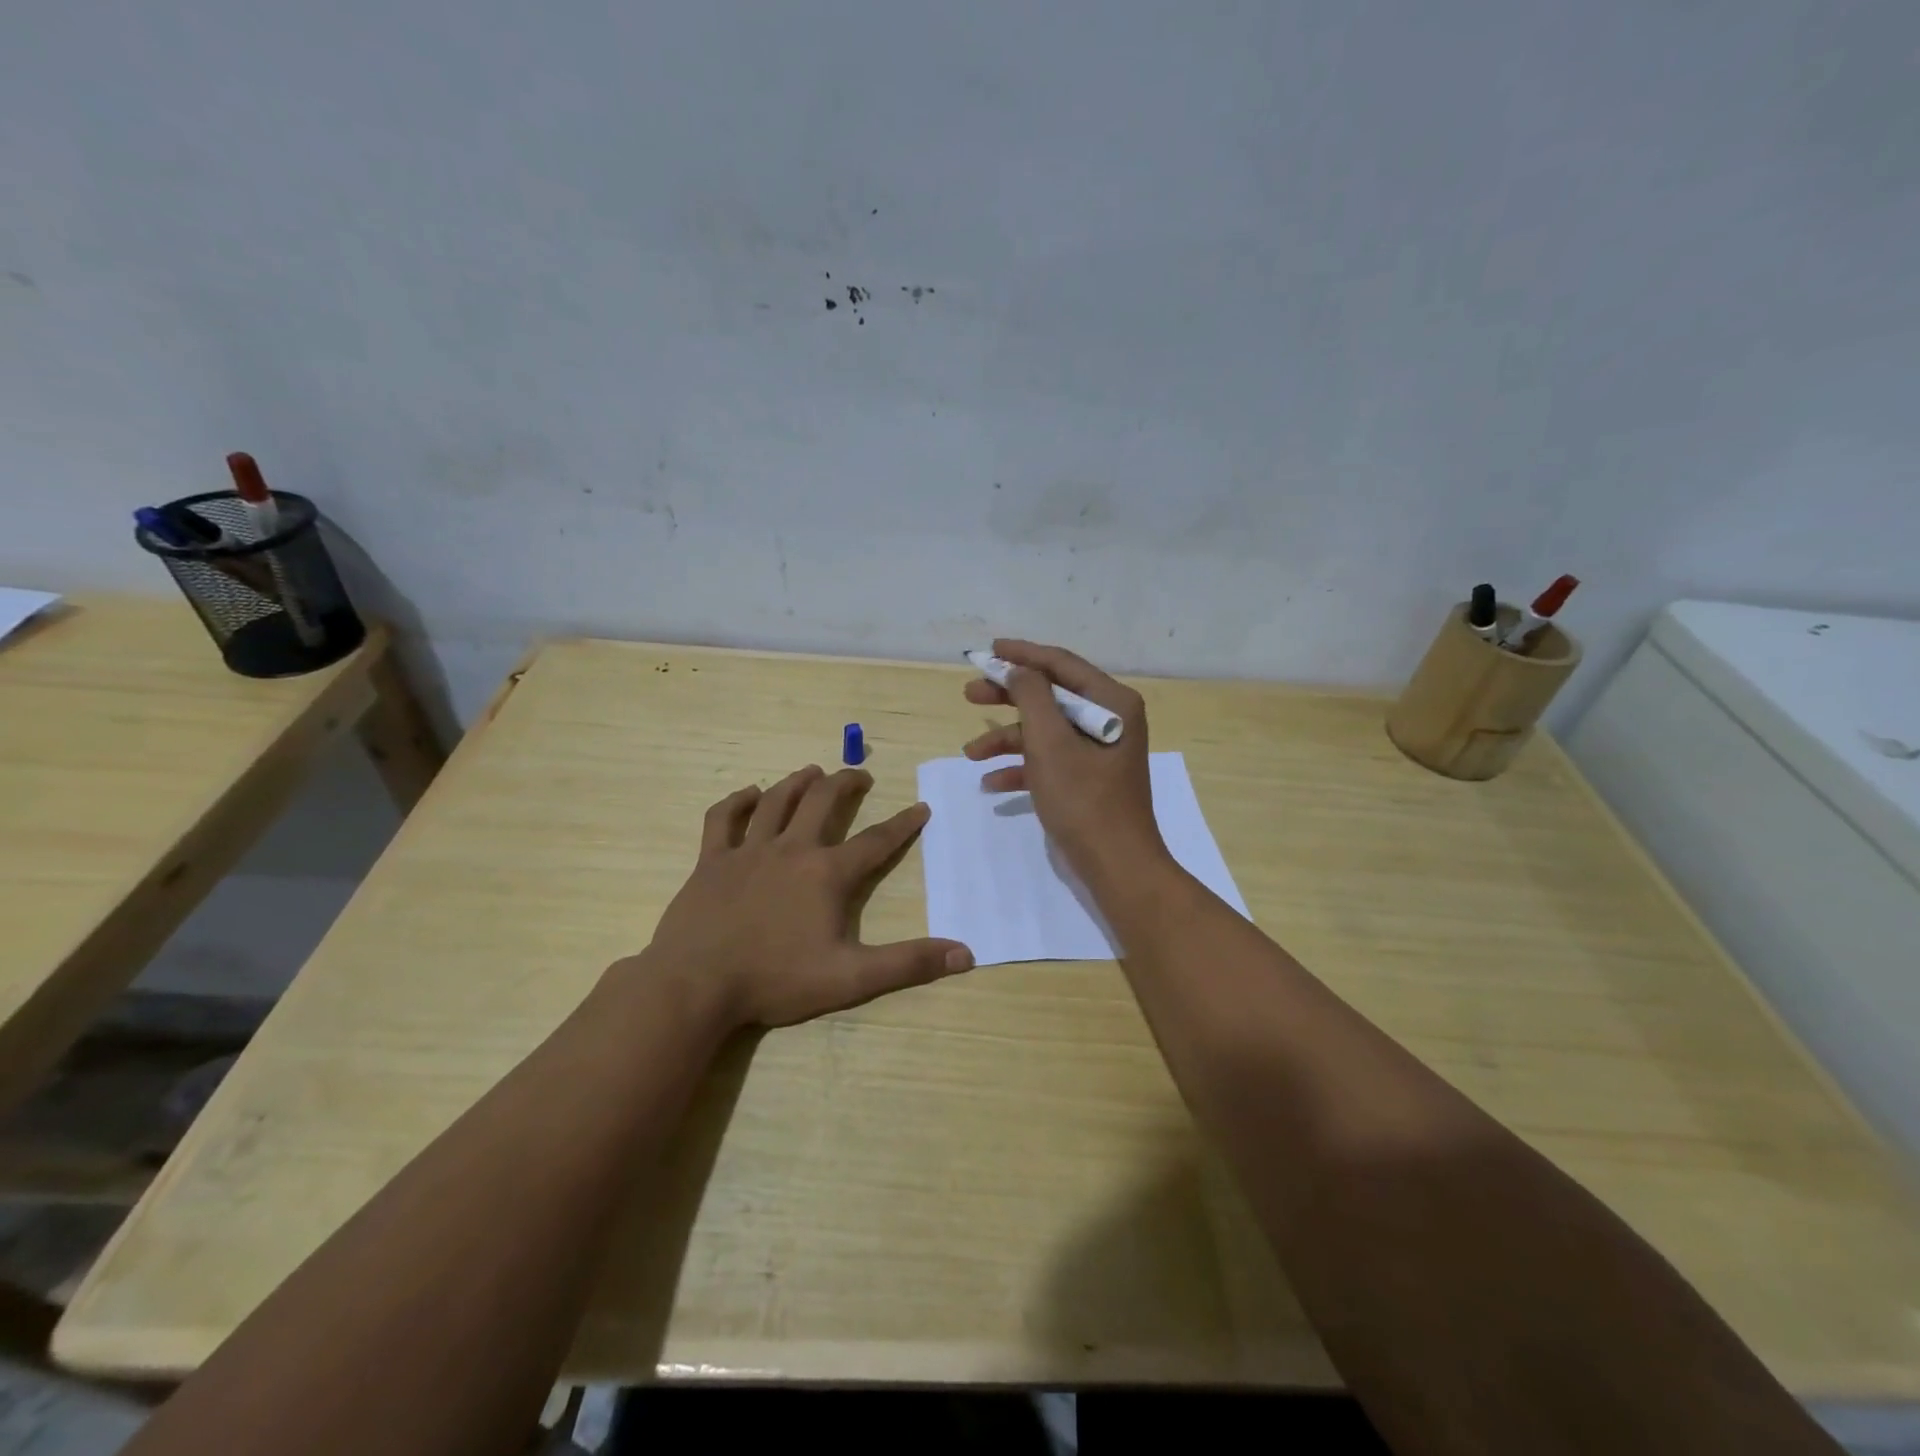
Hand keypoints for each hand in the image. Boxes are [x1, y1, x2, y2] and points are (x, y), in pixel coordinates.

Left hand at [639, 765, 972, 1028]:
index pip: (876, 841)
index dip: (903, 823)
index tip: (921, 806)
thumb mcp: (850, 978)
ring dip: (798, 782)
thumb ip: (907, 964)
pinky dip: (738, 801)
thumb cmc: (776, 980)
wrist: (696, 984)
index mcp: (827, 873)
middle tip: (859, 774)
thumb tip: (965, 954)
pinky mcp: (711, 860)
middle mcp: (791, 849)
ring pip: (776, 801)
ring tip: (813, 771)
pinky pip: (723, 818)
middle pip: (822, 802)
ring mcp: (748, 851)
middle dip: (845, 783)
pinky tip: (749, 794)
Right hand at [961, 639, 1167, 882]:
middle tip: (969, 694)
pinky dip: (1022, 768)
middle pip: (1050, 696)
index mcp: (1111, 703)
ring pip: (1045, 732)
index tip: (989, 650)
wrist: (1117, 866)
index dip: (1022, 655)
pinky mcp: (1087, 779)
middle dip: (1008, 697)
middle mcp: (1109, 720)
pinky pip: (1050, 761)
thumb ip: (1032, 697)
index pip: (1061, 664)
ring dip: (1007, 740)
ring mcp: (1098, 752)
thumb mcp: (1050, 743)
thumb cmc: (1084, 800)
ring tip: (970, 753)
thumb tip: (1019, 670)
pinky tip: (992, 783)